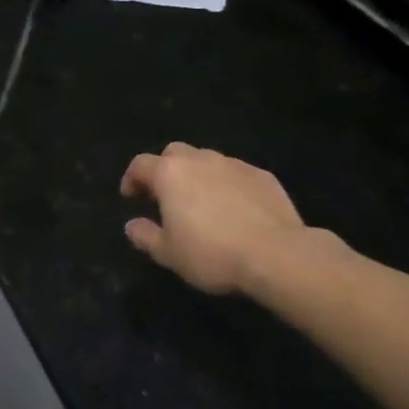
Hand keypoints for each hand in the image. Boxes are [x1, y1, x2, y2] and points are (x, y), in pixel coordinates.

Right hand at [120, 144, 311, 294]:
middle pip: (174, 153)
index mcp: (170, 173)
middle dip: (166, 170)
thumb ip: (145, 236)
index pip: (140, 165)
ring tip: (202, 203)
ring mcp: (234, 165)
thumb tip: (131, 225)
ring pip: (207, 161)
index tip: (131, 197)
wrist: (277, 254)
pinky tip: (235, 210)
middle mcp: (199, 160)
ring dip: (198, 176)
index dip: (132, 179)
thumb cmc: (211, 253)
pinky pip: (236, 174)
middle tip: (166, 196)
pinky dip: (228, 185)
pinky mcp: (263, 176)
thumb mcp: (168, 253)